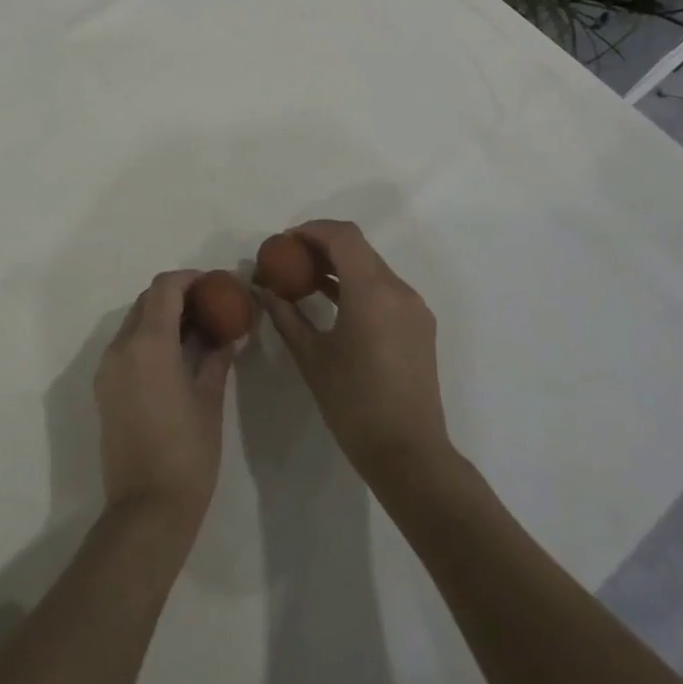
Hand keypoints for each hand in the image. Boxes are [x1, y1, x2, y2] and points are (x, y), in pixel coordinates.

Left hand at [94, 271, 235, 537]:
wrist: (146, 508)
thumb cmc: (187, 452)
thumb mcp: (209, 399)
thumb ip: (217, 356)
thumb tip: (228, 333)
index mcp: (148, 344)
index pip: (165, 288)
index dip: (190, 279)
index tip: (215, 285)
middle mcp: (120, 347)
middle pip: (147, 301)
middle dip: (178, 296)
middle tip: (210, 307)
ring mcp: (107, 368)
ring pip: (134, 323)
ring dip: (162, 317)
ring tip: (197, 333)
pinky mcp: (104, 387)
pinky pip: (126, 346)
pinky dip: (149, 339)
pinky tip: (176, 357)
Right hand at [257, 220, 450, 480]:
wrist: (409, 453)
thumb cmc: (353, 403)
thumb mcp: (311, 356)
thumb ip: (286, 316)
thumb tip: (263, 290)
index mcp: (373, 291)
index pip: (343, 236)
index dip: (312, 230)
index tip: (284, 242)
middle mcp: (398, 290)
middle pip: (358, 248)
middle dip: (322, 246)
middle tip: (289, 259)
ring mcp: (413, 308)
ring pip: (372, 267)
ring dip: (340, 265)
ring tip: (305, 280)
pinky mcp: (419, 326)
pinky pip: (384, 289)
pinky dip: (357, 284)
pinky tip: (332, 302)